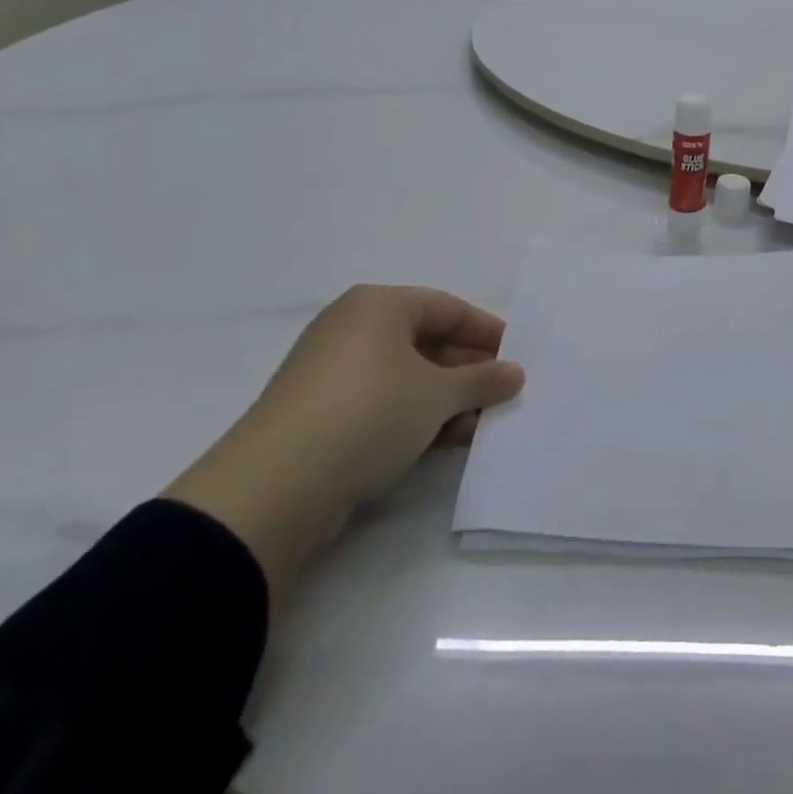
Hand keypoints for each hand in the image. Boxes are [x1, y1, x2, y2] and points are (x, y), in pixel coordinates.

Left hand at [165, 286, 523, 612]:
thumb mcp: (437, 394)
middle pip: (426, 341)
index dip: (486, 331)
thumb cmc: (368, 413)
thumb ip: (482, 380)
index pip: (447, 307)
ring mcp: (331, 373)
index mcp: (377, 305)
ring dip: (446, 398)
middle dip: (467, 369)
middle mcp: (352, 329)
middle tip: (503, 393)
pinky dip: (415, 417)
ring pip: (405, 376)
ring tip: (481, 424)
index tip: (518, 354)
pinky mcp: (319, 415)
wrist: (274, 488)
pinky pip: (382, 403)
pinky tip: (446, 441)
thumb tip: (515, 373)